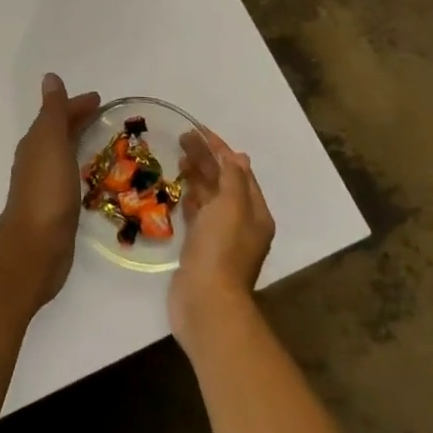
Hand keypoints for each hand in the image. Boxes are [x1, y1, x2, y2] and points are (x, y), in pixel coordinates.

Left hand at [0, 73, 100, 308]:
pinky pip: (71, 177)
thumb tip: (50, 77)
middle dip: (79, 121)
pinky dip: (81, 168)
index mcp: (36, 142)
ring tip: (105, 143)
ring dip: (80, 143)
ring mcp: (45, 184)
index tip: (101, 100)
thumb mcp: (50, 142)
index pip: (58, 115)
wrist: (35, 246)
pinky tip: (93, 177)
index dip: (77, 105)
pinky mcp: (56, 207)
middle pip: (60, 132)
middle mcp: (38, 160)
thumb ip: (52, 111)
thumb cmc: (45, 190)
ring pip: (64, 154)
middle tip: (106, 116)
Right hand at [169, 126, 274, 349]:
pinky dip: (190, 199)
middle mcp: (241, 222)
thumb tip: (237, 156)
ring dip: (197, 177)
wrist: (206, 302)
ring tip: (178, 158)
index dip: (218, 148)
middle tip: (181, 138)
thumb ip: (232, 179)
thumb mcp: (231, 207)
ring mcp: (221, 237)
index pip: (237, 170)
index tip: (196, 129)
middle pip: (223, 182)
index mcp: (255, 212)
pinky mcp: (201, 249)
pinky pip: (197, 215)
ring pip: (209, 198)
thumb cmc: (221, 250)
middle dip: (205, 159)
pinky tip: (179, 191)